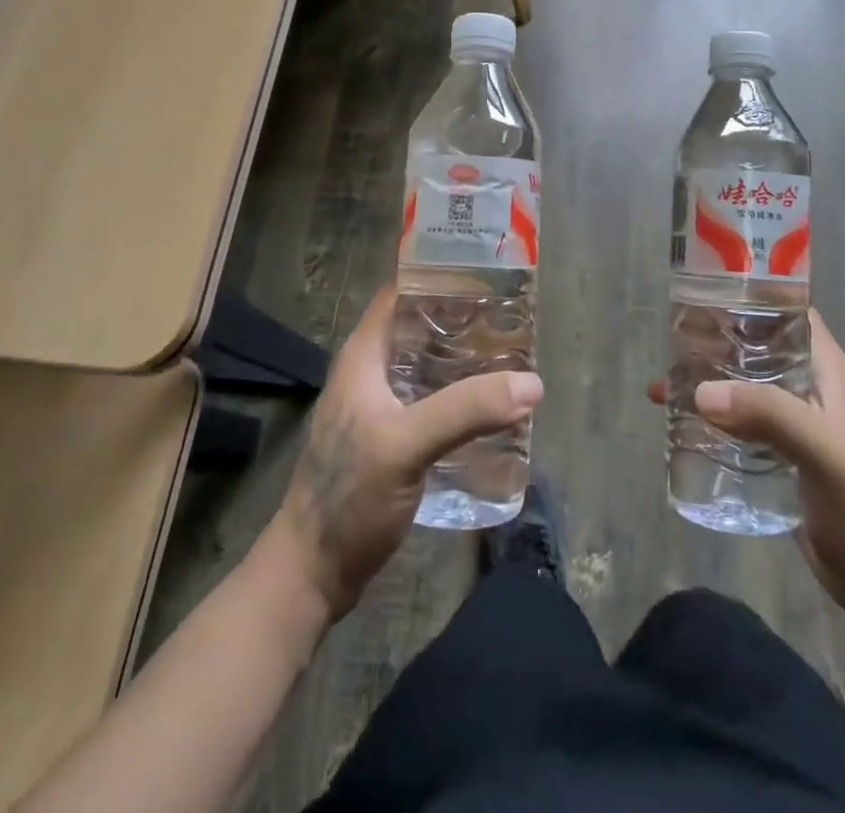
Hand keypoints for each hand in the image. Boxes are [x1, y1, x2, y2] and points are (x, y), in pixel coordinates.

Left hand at [270, 285, 543, 620]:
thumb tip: (531, 383)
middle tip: (513, 315)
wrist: (313, 574)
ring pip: (429, 365)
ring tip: (512, 353)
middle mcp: (372, 371)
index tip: (487, 270)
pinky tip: (492, 404)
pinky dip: (461, 393)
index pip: (401, 292)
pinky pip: (433, 399)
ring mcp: (381, 406)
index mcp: (364, 355)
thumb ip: (464, 410)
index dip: (439, 275)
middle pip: (421, 327)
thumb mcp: (406, 445)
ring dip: (465, 358)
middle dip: (464, 318)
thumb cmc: (348, 496)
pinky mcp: (393, 438)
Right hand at [649, 309, 844, 620]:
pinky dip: (707, 414)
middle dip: (714, 338)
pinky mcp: (776, 452)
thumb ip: (770, 416)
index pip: (787, 310)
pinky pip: (736, 418)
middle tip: (670, 338)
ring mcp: (790, 419)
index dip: (752, 293)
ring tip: (662, 381)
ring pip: (740, 382)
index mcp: (824, 369)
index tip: (704, 289)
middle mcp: (805, 385)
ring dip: (705, 378)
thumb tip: (701, 391)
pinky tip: (677, 422)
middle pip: (754, 344)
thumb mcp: (824, 453)